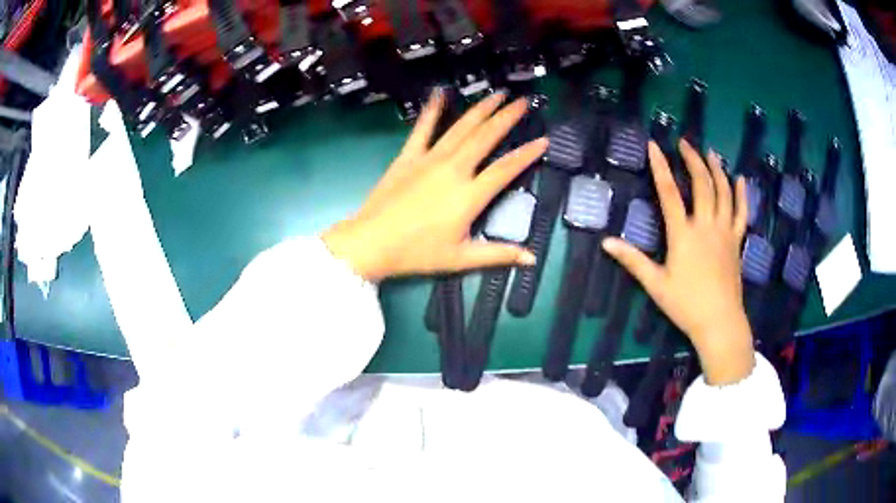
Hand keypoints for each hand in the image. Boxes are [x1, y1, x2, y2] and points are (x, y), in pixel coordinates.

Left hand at [323, 90, 545, 281]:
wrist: (371, 242)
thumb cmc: (416, 253)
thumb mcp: (461, 259)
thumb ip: (498, 255)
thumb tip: (531, 259)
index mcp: (469, 195)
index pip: (506, 169)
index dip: (527, 154)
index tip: (543, 140)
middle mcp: (454, 169)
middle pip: (486, 137)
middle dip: (507, 117)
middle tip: (522, 101)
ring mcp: (429, 159)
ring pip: (461, 127)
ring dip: (481, 109)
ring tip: (496, 94)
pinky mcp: (408, 156)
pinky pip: (423, 128)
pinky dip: (432, 110)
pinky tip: (440, 92)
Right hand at [602, 140, 754, 384]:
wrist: (719, 322)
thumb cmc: (686, 304)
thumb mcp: (656, 284)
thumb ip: (632, 260)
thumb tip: (606, 242)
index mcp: (683, 234)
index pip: (669, 193)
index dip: (660, 167)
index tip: (655, 145)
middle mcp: (706, 225)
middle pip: (702, 184)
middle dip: (693, 159)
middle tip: (685, 142)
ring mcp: (724, 231)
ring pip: (723, 192)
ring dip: (717, 169)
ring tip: (711, 152)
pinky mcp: (736, 241)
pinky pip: (741, 212)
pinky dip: (741, 194)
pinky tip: (740, 179)